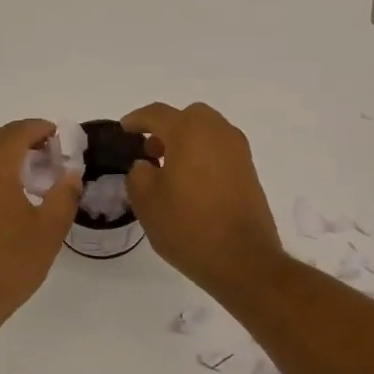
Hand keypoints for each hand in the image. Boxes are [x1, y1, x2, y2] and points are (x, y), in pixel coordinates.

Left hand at [0, 120, 81, 333]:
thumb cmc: (7, 264)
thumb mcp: (48, 231)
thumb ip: (64, 194)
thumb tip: (71, 173)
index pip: (19, 130)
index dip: (42, 129)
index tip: (61, 141)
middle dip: (23, 140)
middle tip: (48, 160)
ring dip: (0, 152)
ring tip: (23, 174)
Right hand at [123, 102, 283, 296]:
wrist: (243, 259)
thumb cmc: (188, 226)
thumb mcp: (146, 201)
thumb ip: (138, 174)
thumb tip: (146, 166)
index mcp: (189, 132)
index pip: (157, 114)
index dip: (136, 120)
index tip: (124, 130)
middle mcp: (218, 132)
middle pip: (188, 116)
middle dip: (166, 128)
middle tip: (150, 152)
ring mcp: (238, 151)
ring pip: (208, 131)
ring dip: (187, 141)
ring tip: (170, 170)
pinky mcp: (249, 171)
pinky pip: (220, 150)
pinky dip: (203, 156)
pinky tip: (192, 183)